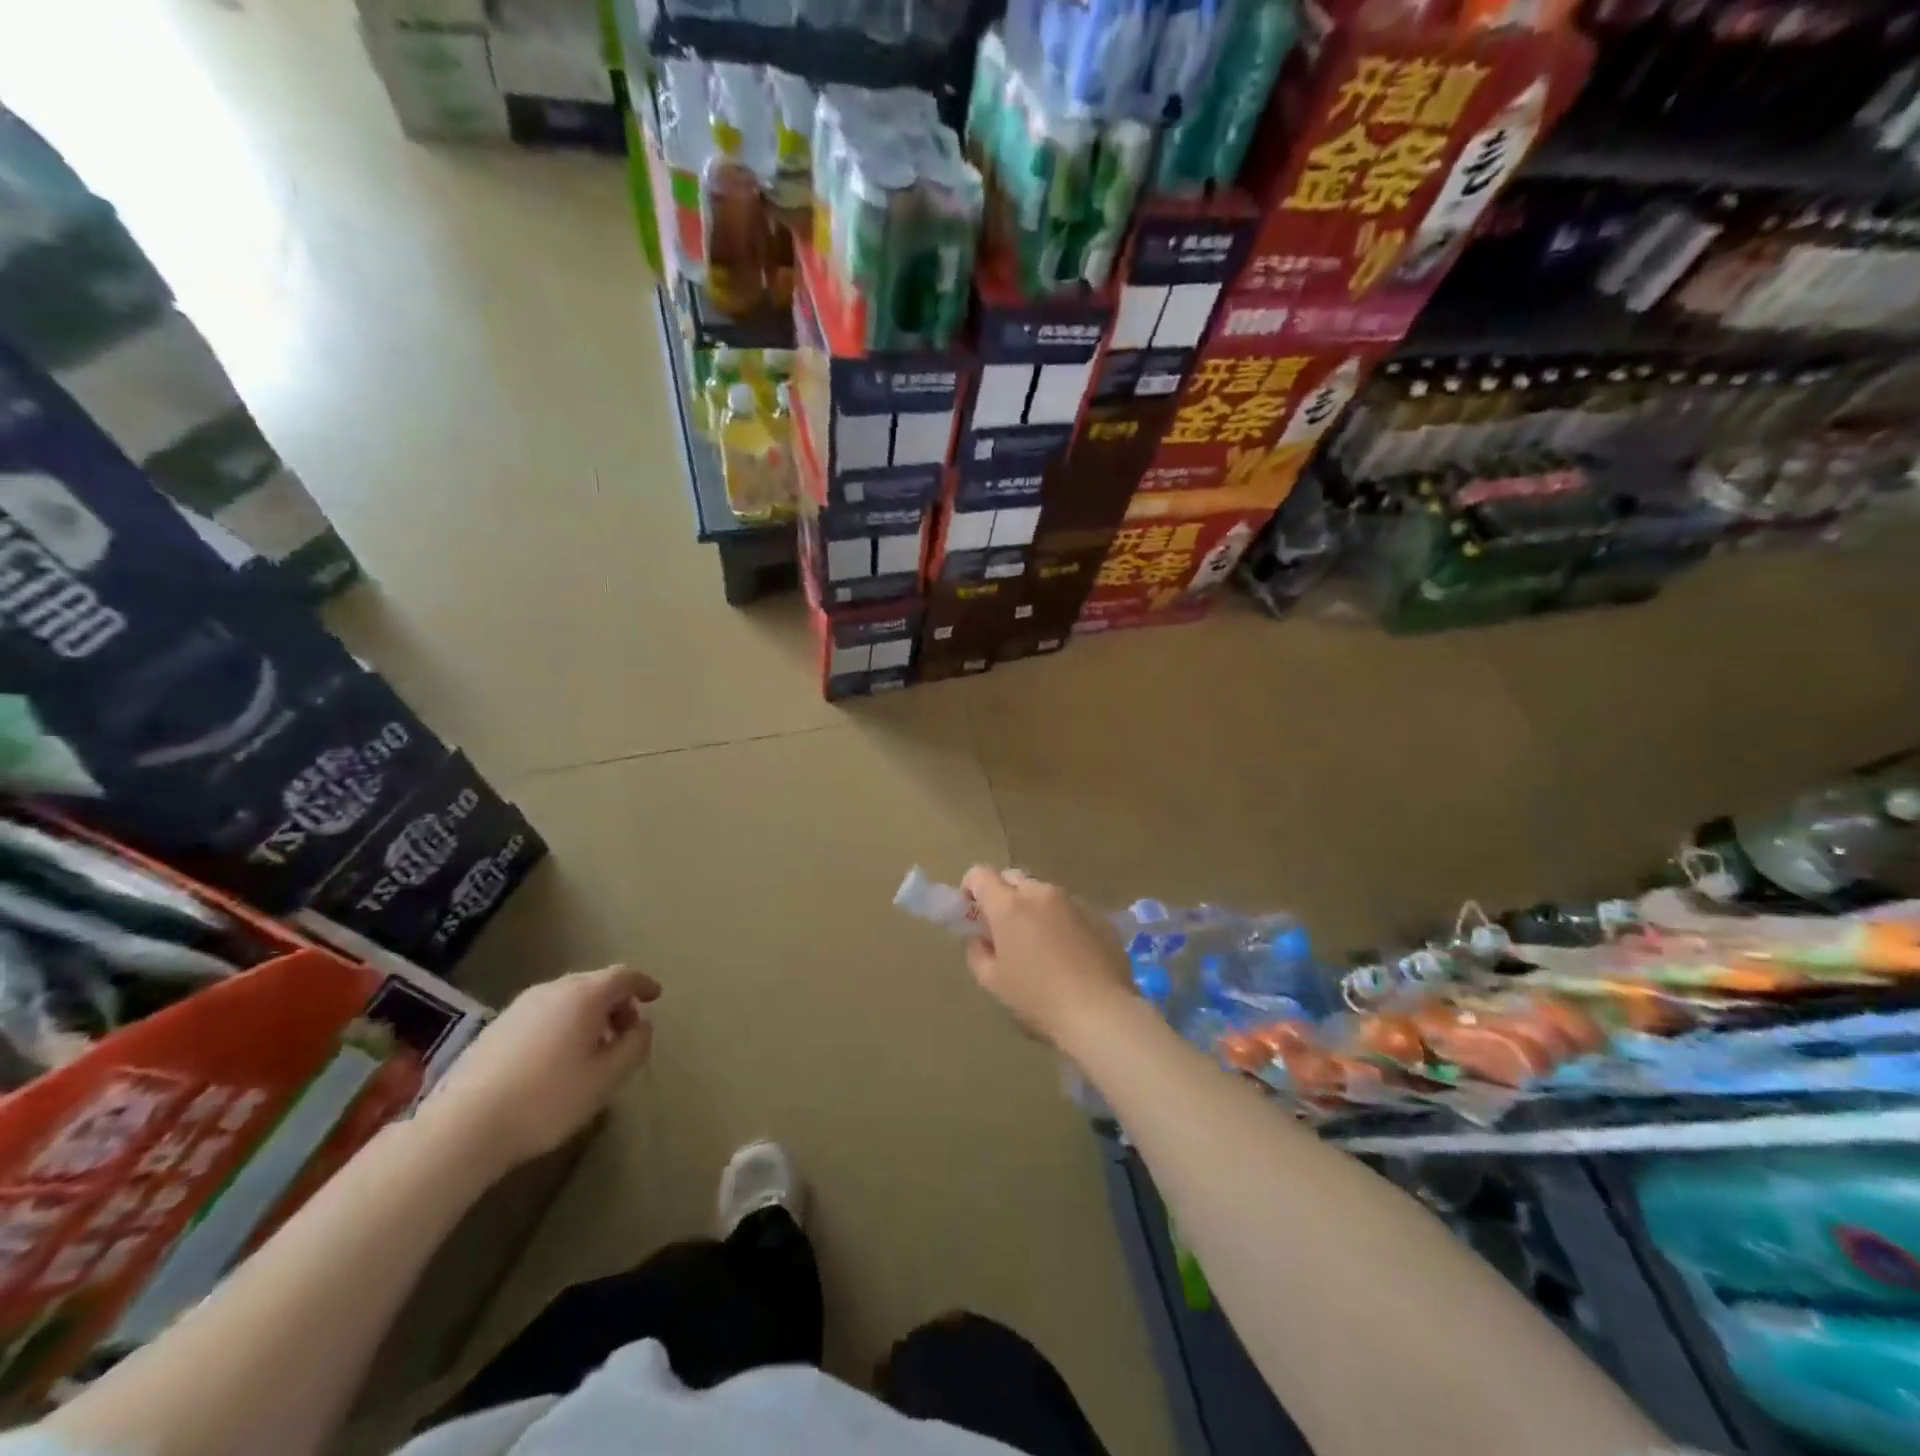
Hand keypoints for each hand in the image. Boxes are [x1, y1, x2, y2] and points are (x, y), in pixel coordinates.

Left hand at [418, 965, 658, 1174]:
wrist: (463, 1127)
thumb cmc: (548, 1098)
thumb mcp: (608, 1077)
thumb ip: (635, 1045)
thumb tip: (642, 1025)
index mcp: (584, 995)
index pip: (623, 976)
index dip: (643, 984)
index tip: (656, 996)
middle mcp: (552, 990)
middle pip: (594, 984)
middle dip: (615, 1003)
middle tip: (626, 1031)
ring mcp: (519, 1007)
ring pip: (566, 1000)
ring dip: (587, 1016)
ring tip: (593, 1050)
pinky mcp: (495, 1029)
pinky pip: (543, 1015)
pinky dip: (561, 1026)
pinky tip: (556, 1061)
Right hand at [960, 867, 1130, 1046]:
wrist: (1100, 1012)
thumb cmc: (1037, 998)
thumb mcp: (993, 982)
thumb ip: (977, 952)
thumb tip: (979, 939)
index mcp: (1009, 905)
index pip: (980, 874)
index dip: (970, 887)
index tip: (971, 910)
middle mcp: (1040, 893)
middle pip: (1013, 879)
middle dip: (1003, 896)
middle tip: (1003, 928)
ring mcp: (1073, 901)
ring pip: (1044, 893)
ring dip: (1034, 908)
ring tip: (1040, 943)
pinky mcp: (1099, 915)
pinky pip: (1071, 909)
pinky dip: (1062, 921)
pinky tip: (1069, 953)